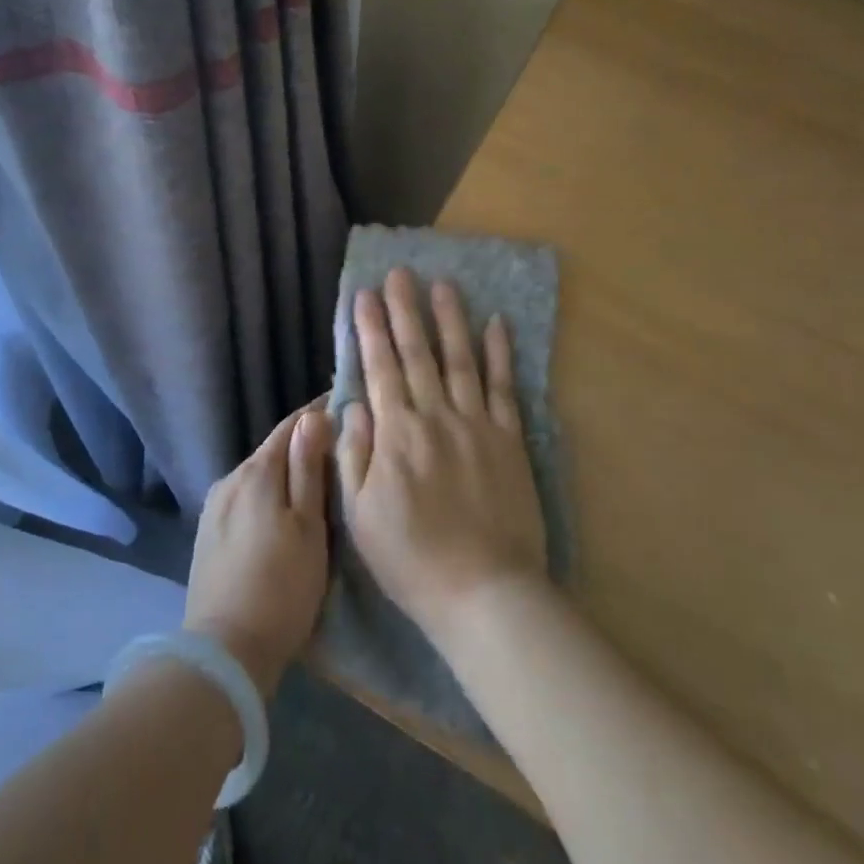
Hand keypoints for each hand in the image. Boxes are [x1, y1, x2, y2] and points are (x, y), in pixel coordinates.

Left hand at [184, 405, 333, 697]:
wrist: (224, 650)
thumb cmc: (281, 587)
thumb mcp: (308, 527)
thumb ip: (308, 469)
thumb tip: (313, 416)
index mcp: (257, 472)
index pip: (290, 426)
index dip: (317, 414)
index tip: (344, 407)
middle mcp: (230, 479)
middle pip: (273, 451)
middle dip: (303, 445)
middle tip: (339, 451)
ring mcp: (214, 507)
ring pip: (258, 476)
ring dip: (285, 474)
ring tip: (315, 485)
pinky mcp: (208, 533)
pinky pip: (244, 499)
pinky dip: (267, 497)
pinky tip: (281, 515)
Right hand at [337, 268, 547, 649]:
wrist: (483, 590)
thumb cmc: (410, 558)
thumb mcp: (359, 515)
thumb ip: (353, 455)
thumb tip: (353, 405)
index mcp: (395, 434)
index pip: (379, 368)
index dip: (370, 329)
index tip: (364, 295)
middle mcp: (435, 416)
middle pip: (418, 353)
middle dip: (406, 310)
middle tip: (400, 273)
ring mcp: (477, 424)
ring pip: (461, 359)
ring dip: (450, 319)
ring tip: (443, 284)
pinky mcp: (509, 439)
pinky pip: (504, 387)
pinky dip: (500, 353)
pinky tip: (496, 324)